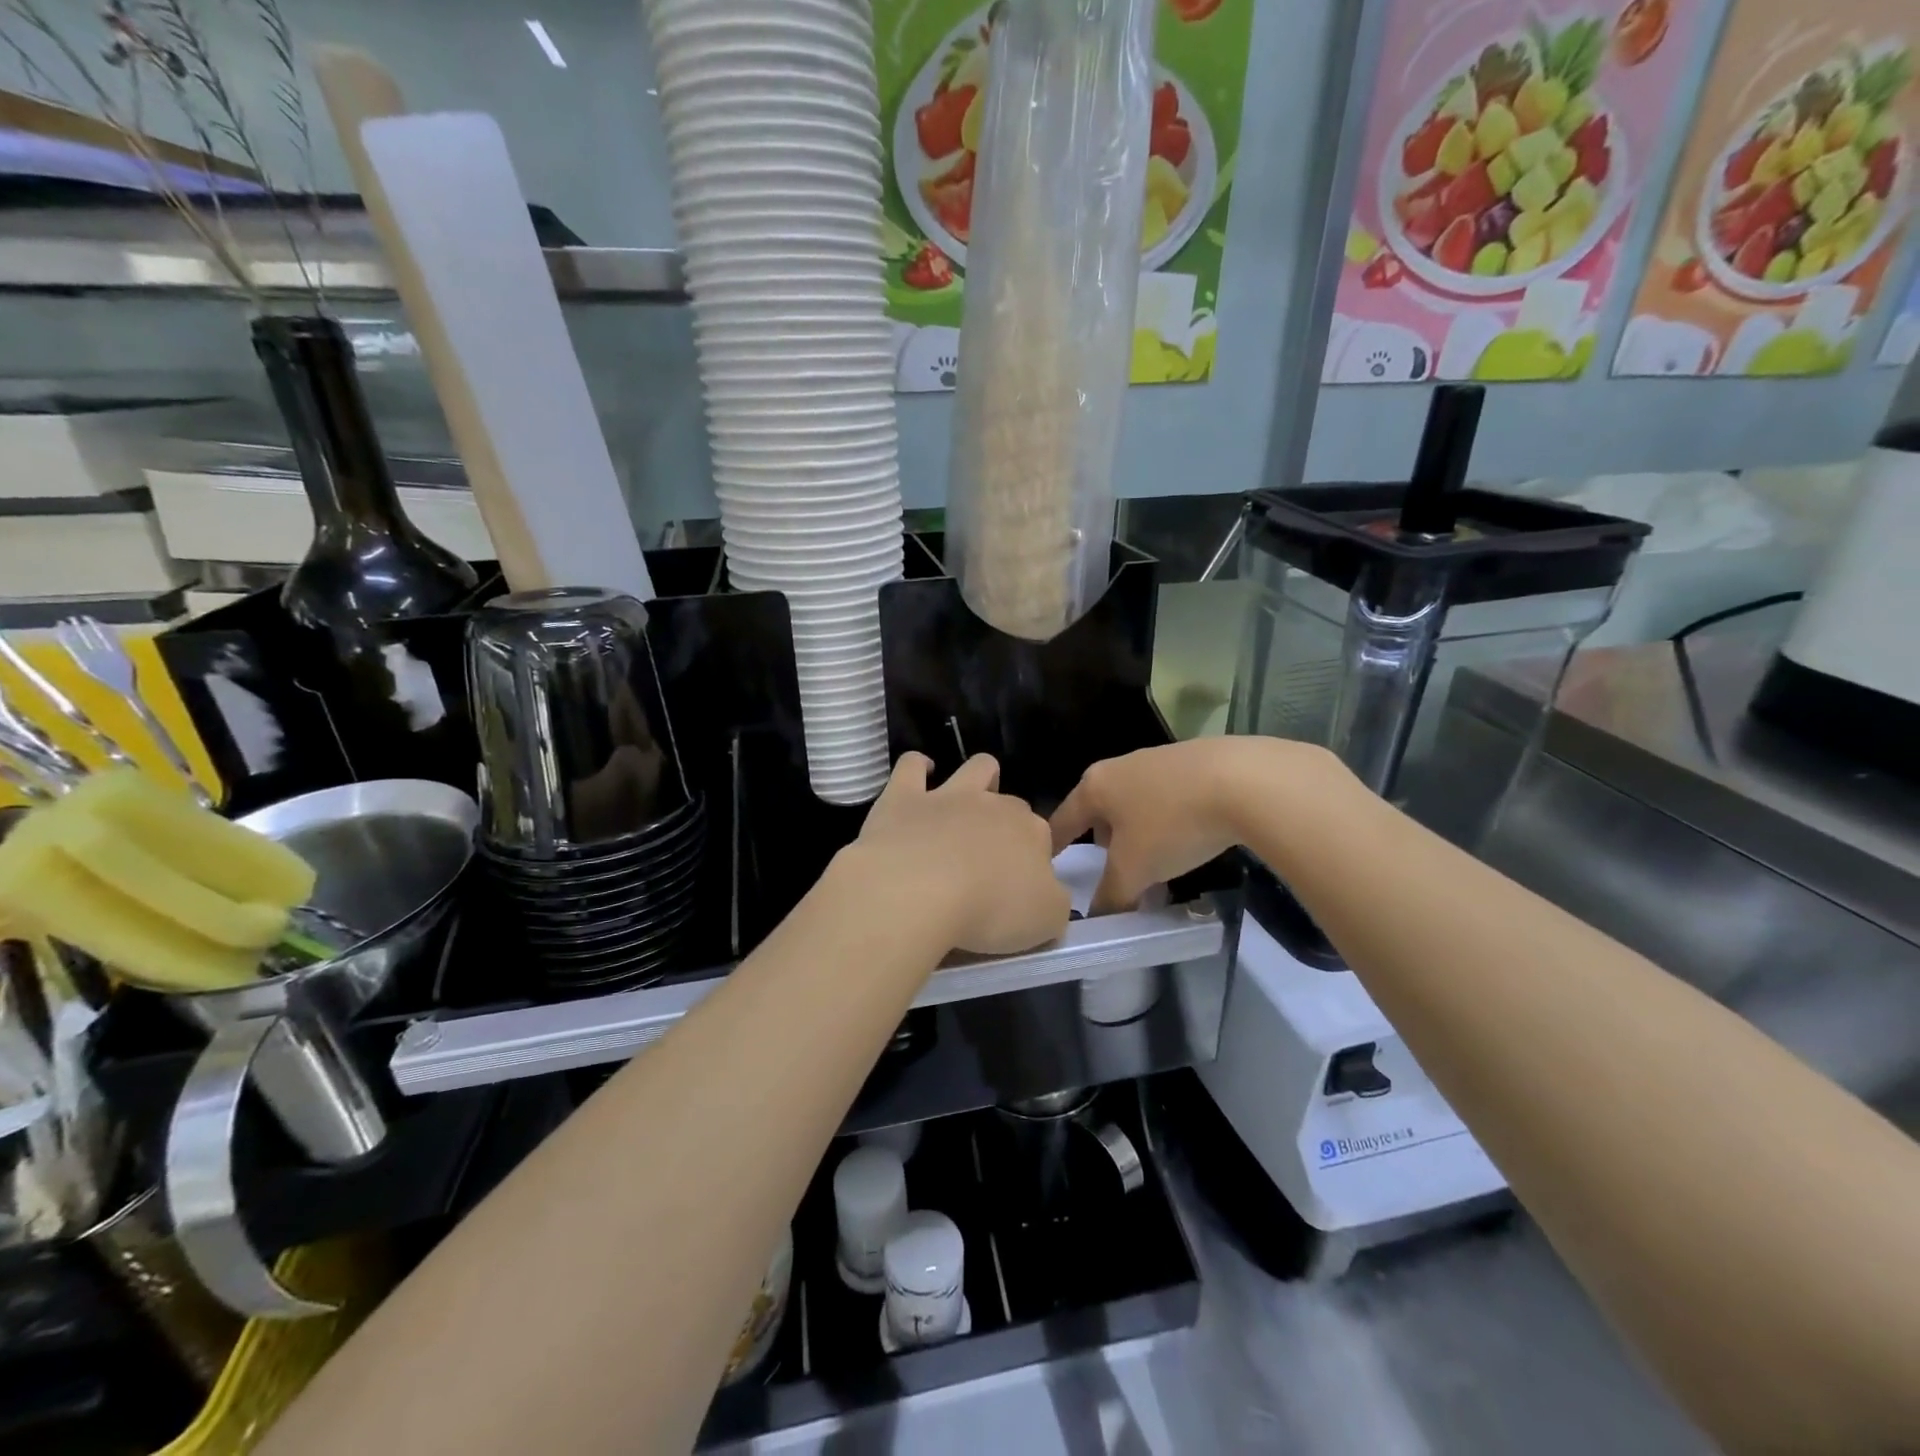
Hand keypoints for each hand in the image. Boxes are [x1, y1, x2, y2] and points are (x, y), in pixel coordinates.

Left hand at [850, 753, 1069, 955]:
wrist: (916, 893)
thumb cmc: (988, 911)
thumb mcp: (1045, 920)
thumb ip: (1052, 902)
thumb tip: (1047, 894)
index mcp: (1032, 833)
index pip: (1042, 840)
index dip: (1033, 861)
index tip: (1019, 890)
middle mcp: (994, 806)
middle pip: (1011, 806)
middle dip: (1006, 825)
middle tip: (990, 865)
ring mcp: (948, 796)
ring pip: (976, 768)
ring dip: (979, 778)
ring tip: (969, 802)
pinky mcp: (903, 798)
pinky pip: (912, 765)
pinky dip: (918, 767)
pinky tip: (919, 778)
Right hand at [1051, 738, 1322, 912]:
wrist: (1245, 779)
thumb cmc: (1172, 823)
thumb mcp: (1134, 869)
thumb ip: (1111, 895)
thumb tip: (1100, 917)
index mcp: (1094, 786)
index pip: (1062, 821)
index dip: (1053, 848)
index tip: (1046, 866)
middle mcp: (1120, 766)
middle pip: (1100, 812)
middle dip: (1104, 845)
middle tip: (1113, 876)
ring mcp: (1158, 759)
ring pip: (1136, 805)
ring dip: (1139, 836)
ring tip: (1156, 866)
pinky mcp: (1194, 761)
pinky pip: (1168, 798)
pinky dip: (1169, 822)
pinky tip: (1189, 840)